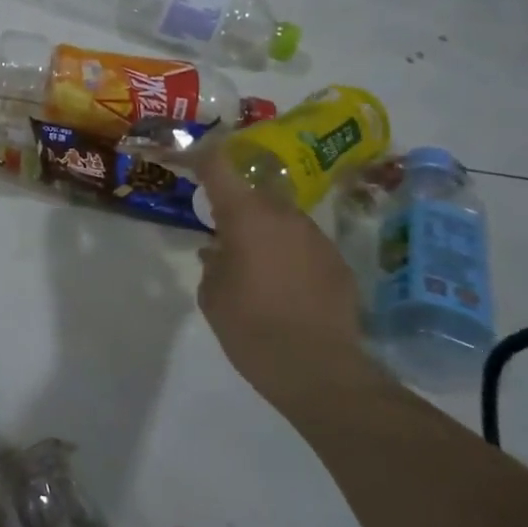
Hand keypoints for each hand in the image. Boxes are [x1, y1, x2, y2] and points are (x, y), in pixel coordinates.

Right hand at [191, 142, 371, 405]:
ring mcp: (317, 238)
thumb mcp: (212, 295)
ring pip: (283, 219)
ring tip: (254, 264)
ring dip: (265, 231)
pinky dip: (290, 254)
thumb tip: (218, 251)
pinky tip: (284, 286)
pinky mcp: (338, 263)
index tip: (189, 158)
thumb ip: (212, 263)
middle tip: (222, 230)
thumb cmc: (251, 328)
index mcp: (246, 216)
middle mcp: (284, 216)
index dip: (202, 156)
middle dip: (237, 204)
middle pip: (255, 192)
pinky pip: (305, 245)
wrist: (319, 370)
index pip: (219, 165)